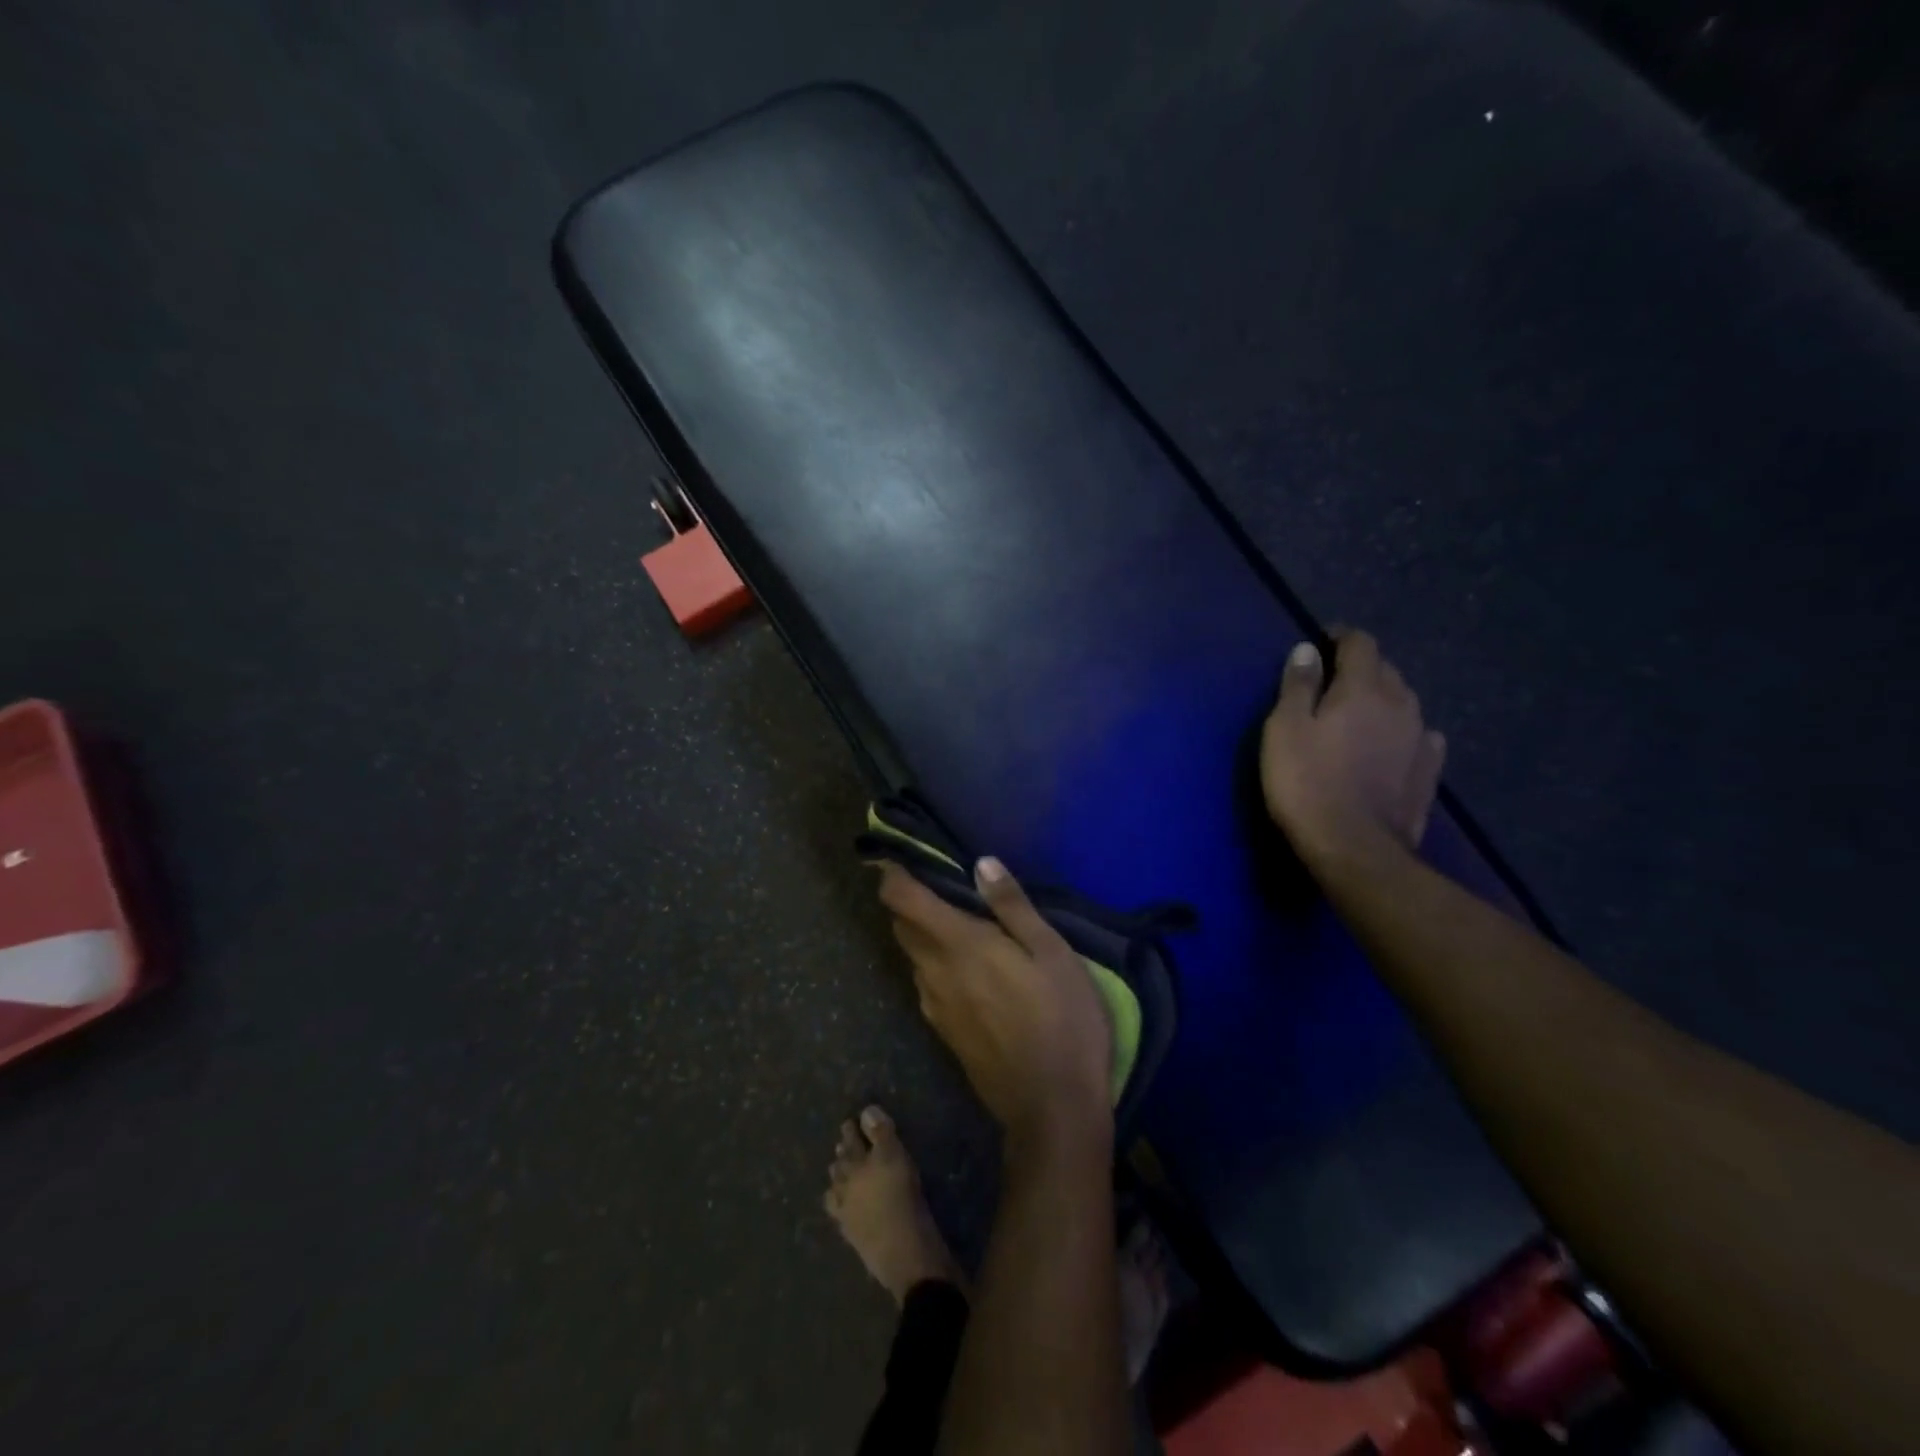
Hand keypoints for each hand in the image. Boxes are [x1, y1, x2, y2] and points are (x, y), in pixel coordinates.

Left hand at [878, 857, 1112, 1144]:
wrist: (1051, 1108)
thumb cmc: (1062, 1020)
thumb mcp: (1052, 952)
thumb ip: (1012, 906)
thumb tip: (981, 864)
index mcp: (958, 944)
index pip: (903, 900)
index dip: (892, 876)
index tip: (895, 859)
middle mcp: (934, 972)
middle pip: (901, 927)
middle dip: (906, 902)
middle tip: (933, 884)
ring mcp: (935, 1006)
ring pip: (913, 957)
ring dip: (920, 934)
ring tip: (952, 921)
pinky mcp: (944, 1032)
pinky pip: (926, 985)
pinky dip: (933, 964)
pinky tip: (964, 968)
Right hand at [1260, 629, 1446, 864]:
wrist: (1353, 847)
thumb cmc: (1306, 782)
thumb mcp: (1285, 729)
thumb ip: (1298, 685)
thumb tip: (1307, 650)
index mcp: (1364, 688)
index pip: (1360, 643)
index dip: (1340, 637)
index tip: (1321, 642)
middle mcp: (1401, 704)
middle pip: (1385, 670)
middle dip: (1360, 668)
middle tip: (1331, 681)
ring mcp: (1420, 739)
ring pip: (1404, 702)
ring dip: (1382, 699)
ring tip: (1358, 714)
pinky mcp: (1429, 772)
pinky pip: (1419, 736)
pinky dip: (1402, 732)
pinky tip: (1392, 744)